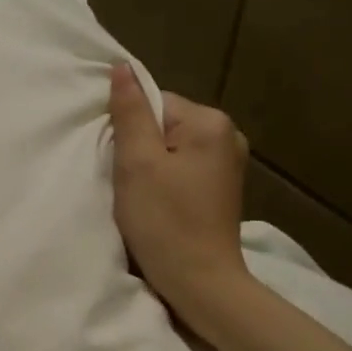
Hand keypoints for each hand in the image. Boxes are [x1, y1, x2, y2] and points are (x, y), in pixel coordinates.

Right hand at [108, 64, 251, 329]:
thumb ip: (130, 113)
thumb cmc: (164, 221)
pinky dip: (165, 182)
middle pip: (163, 125)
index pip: (153, 104)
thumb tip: (122, 68)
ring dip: (150, 168)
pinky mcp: (222, 189)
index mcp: (210, 122)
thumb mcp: (137, 163)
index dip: (129, 130)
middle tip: (129, 183)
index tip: (122, 164)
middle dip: (140, 149)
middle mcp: (227, 135)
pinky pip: (182, 169)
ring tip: (142, 197)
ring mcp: (229, 164)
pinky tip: (159, 205)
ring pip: (171, 149)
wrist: (200, 282)